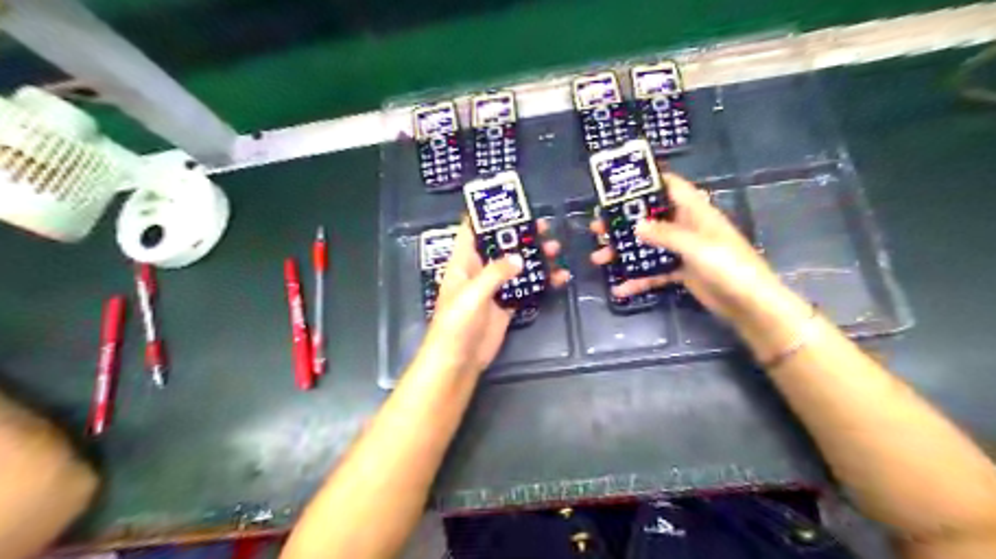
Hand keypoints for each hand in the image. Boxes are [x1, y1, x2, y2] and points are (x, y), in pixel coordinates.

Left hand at [419, 219, 570, 374]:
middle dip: (521, 235)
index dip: (485, 216)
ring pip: (516, 266)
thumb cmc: (456, 323)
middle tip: (544, 226)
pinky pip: (526, 289)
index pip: (471, 231)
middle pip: (501, 246)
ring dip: (535, 258)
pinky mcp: (506, 306)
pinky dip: (541, 282)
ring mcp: (494, 289)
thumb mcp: (472, 293)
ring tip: (556, 249)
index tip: (508, 203)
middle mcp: (478, 271)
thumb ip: (495, 273)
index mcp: (463, 263)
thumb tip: (519, 258)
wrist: (459, 360)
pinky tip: (558, 277)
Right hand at [595, 172, 790, 325]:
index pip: (670, 186)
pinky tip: (619, 288)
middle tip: (597, 228)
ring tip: (598, 258)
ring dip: (624, 252)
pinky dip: (637, 279)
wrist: (749, 304)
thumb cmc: (728, 266)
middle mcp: (686, 227)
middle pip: (650, 218)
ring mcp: (682, 251)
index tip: (619, 186)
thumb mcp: (695, 246)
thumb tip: (636, 225)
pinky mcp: (681, 272)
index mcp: (695, 211)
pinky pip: (654, 272)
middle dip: (623, 223)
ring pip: (647, 246)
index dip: (647, 182)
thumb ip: (665, 235)